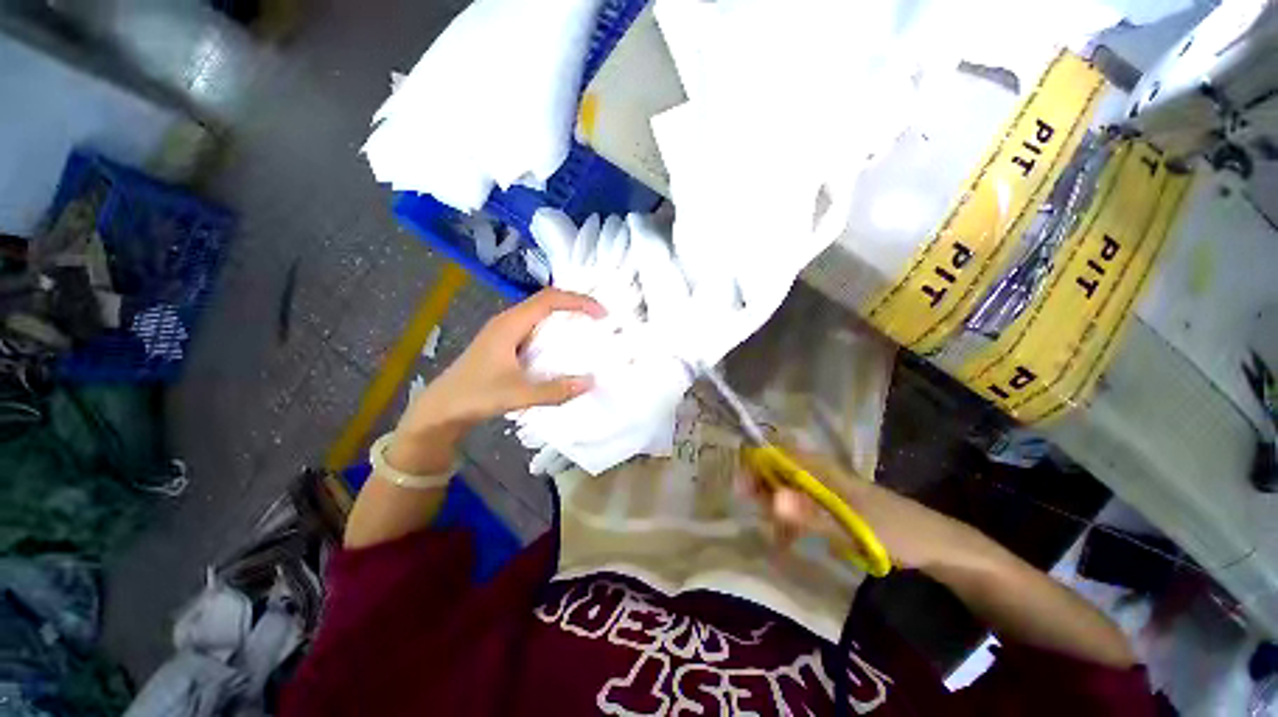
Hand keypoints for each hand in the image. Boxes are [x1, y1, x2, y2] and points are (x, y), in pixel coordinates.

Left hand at [394, 289, 604, 453]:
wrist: (440, 409)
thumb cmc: (475, 396)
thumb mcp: (518, 394)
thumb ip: (555, 390)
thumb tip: (590, 382)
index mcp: (510, 324)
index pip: (549, 300)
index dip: (578, 301)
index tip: (601, 313)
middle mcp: (508, 321)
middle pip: (546, 301)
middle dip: (575, 304)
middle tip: (600, 318)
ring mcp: (504, 331)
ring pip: (540, 313)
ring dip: (565, 316)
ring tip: (588, 328)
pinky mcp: (504, 343)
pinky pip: (535, 327)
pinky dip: (554, 330)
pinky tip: (563, 346)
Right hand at [740, 449, 999, 573]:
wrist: (935, 545)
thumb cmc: (893, 529)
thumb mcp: (850, 524)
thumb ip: (809, 514)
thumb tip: (772, 500)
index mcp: (820, 467)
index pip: (775, 454)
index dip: (753, 466)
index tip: (740, 490)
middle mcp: (818, 473)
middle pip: (777, 471)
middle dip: (760, 490)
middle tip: (753, 516)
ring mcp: (824, 490)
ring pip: (786, 490)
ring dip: (773, 509)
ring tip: (771, 536)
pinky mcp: (831, 507)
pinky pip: (800, 508)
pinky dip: (789, 522)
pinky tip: (786, 542)